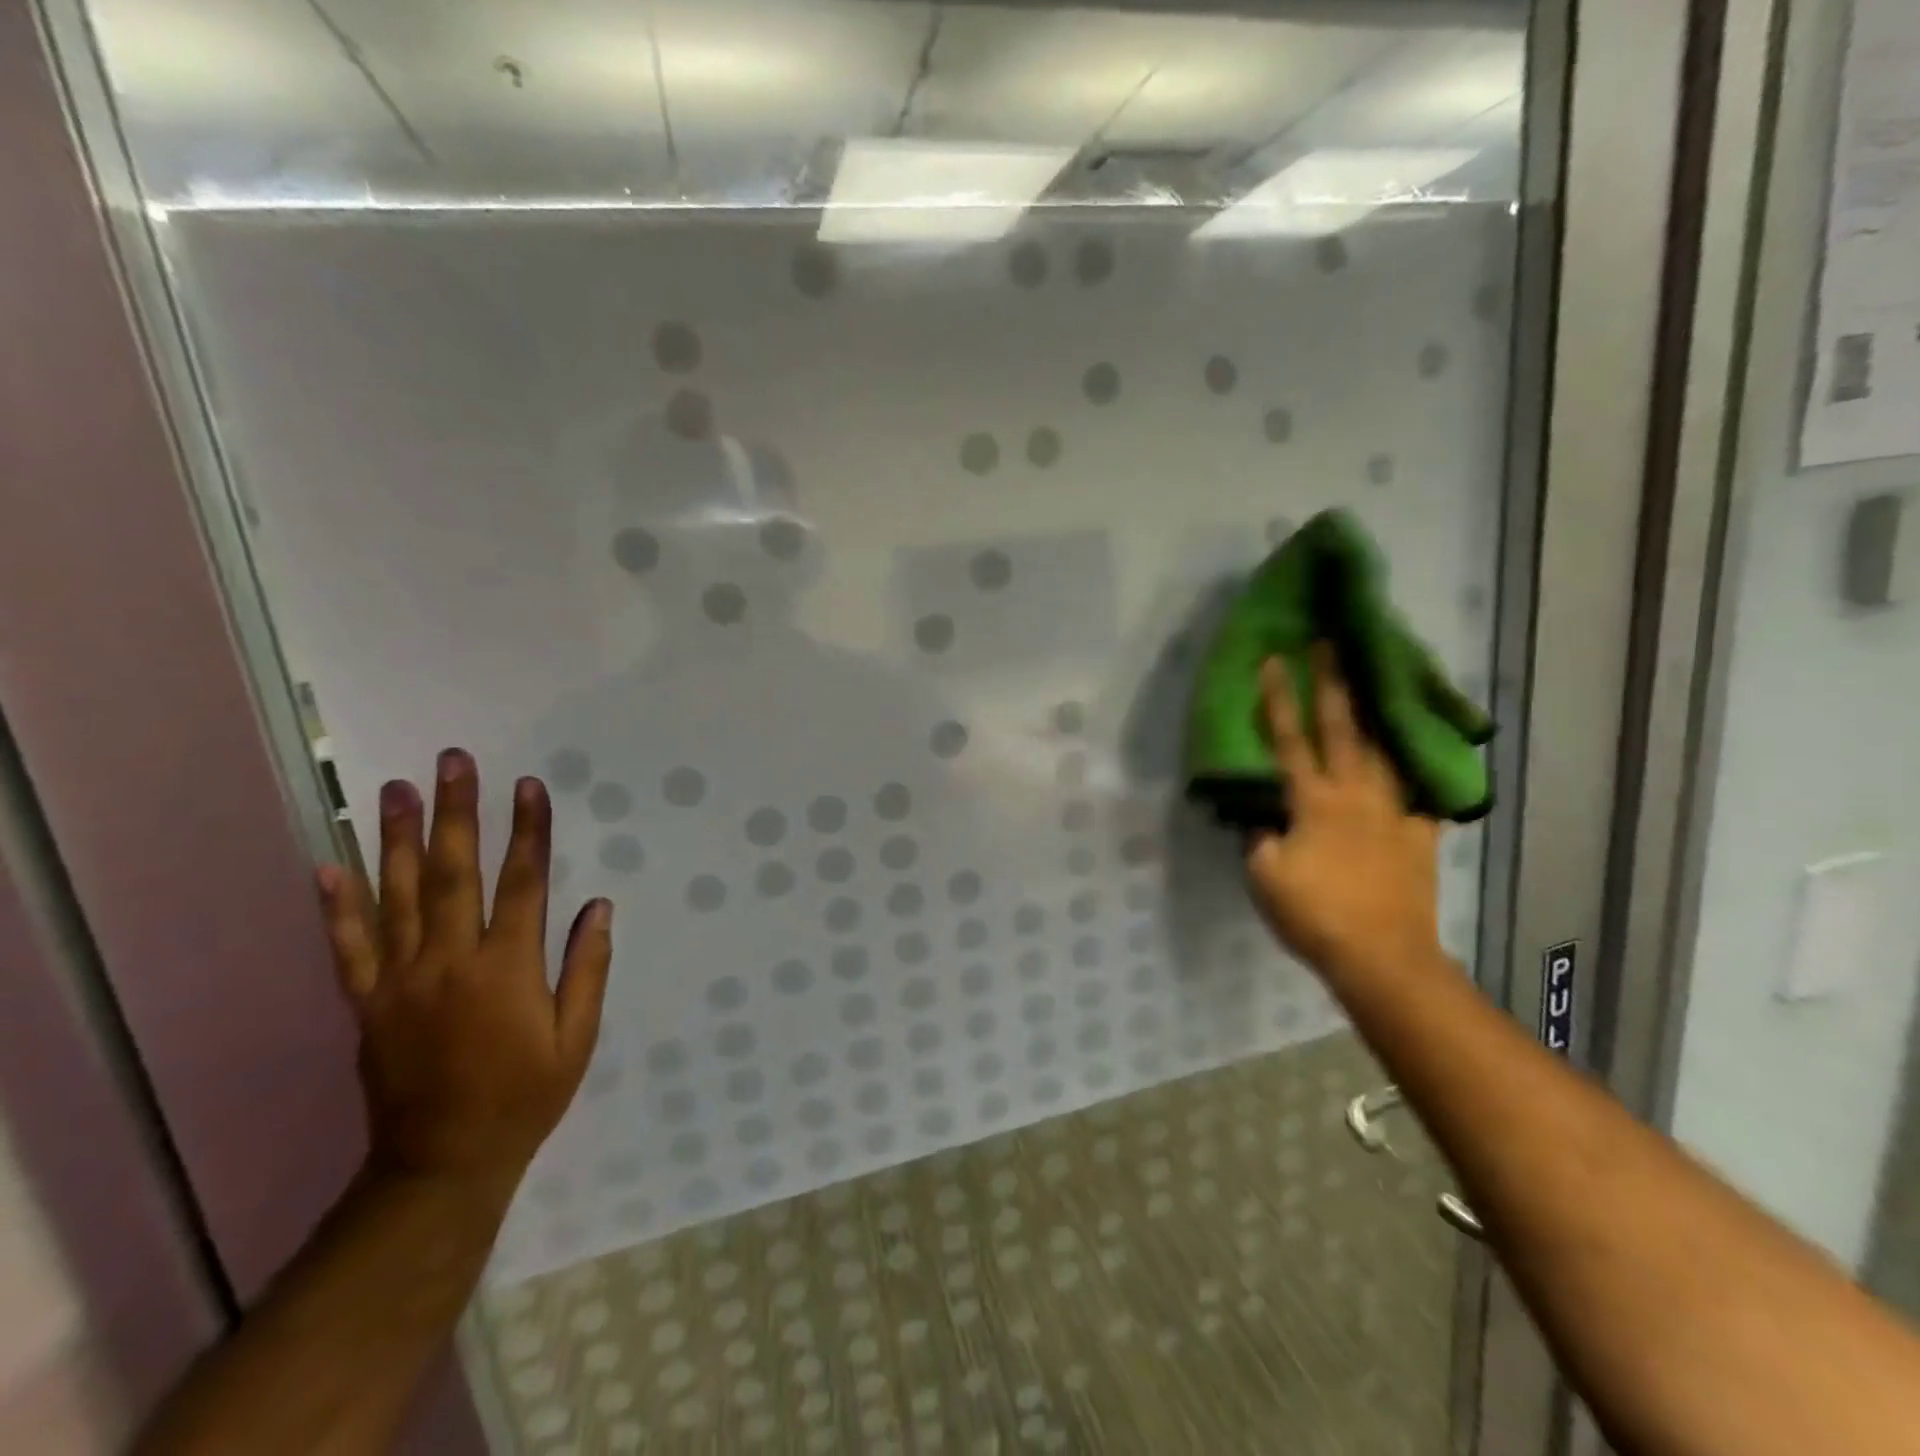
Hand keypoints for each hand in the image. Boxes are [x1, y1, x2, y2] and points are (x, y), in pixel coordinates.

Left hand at [316, 750, 612, 1198]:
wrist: (441, 1163)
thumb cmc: (525, 1096)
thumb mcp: (577, 1038)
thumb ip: (587, 969)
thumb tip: (599, 908)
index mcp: (507, 969)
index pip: (523, 883)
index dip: (528, 832)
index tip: (529, 786)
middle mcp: (450, 962)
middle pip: (453, 873)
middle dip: (457, 812)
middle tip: (453, 761)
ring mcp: (400, 981)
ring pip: (397, 896)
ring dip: (398, 838)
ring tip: (396, 789)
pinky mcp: (367, 1004)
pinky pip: (348, 947)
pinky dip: (337, 905)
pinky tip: (329, 865)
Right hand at [1247, 645, 1442, 976]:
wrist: (1383, 956)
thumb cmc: (1314, 914)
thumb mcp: (1264, 876)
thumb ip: (1260, 837)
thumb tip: (1260, 817)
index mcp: (1314, 801)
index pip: (1291, 740)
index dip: (1279, 700)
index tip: (1274, 661)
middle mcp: (1356, 795)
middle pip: (1344, 730)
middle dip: (1334, 684)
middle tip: (1332, 646)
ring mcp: (1393, 814)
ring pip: (1386, 755)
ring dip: (1376, 718)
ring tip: (1376, 690)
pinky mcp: (1420, 837)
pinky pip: (1420, 797)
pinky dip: (1417, 778)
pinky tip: (1417, 769)